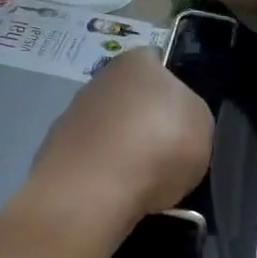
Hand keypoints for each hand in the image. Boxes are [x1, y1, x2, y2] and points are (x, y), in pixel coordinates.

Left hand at [28, 48, 212, 228]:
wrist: (93, 190)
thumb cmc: (159, 145)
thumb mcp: (203, 124)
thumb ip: (190, 113)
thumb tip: (177, 119)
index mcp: (136, 61)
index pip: (156, 62)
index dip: (172, 88)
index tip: (182, 118)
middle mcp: (99, 80)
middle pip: (129, 98)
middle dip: (144, 122)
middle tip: (165, 154)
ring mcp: (71, 115)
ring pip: (107, 130)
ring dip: (121, 150)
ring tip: (142, 183)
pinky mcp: (53, 152)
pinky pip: (89, 160)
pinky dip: (101, 175)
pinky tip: (114, 196)